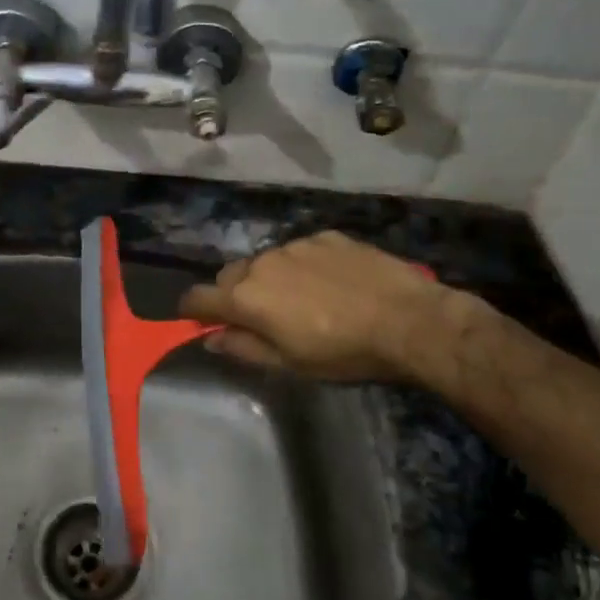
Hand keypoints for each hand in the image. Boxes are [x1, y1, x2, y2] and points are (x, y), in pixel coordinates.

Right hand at [179, 230, 473, 384]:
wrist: (407, 319)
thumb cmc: (343, 352)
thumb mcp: (289, 363)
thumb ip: (243, 348)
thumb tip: (212, 339)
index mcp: (246, 297)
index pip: (198, 297)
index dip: (192, 310)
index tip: (198, 320)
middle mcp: (261, 263)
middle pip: (229, 275)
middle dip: (233, 294)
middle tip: (259, 317)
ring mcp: (295, 245)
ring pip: (266, 261)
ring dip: (270, 278)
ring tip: (301, 299)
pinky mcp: (325, 236)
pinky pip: (300, 250)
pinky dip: (303, 265)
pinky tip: (331, 283)